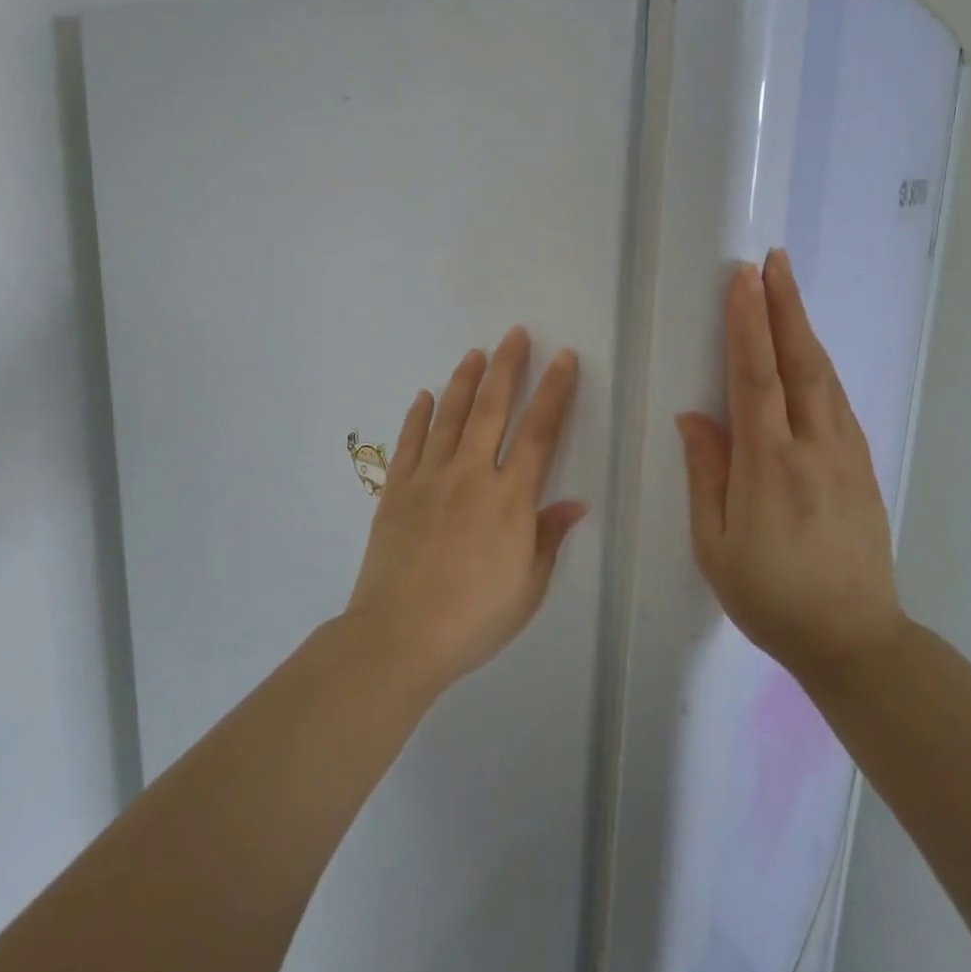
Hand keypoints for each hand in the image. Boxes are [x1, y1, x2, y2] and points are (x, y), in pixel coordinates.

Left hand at [346, 328, 585, 693]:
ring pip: (450, 416)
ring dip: (465, 381)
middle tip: (516, 334)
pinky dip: (417, 415)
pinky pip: (409, 442)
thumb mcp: (528, 586)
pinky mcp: (396, 490)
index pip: (540, 431)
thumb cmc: (474, 618)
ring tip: (476, 353)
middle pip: (493, 408)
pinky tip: (424, 395)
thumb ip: (548, 537)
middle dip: (508, 367)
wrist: (398, 637)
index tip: (565, 359)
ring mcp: (429, 478)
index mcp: (510, 498)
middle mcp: (471, 475)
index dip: (555, 392)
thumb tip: (574, 503)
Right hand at [676, 250, 905, 685]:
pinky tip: (810, 356)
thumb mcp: (715, 543)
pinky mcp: (863, 467)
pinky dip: (820, 367)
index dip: (749, 323)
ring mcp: (846, 455)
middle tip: (774, 261)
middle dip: (785, 306)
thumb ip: (706, 473)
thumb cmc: (769, 595)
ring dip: (805, 329)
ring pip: (824, 377)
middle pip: (799, 362)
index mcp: (769, 465)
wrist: (853, 638)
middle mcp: (813, 447)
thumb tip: (694, 415)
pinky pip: (838, 402)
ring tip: (789, 293)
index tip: (744, 279)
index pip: (756, 377)